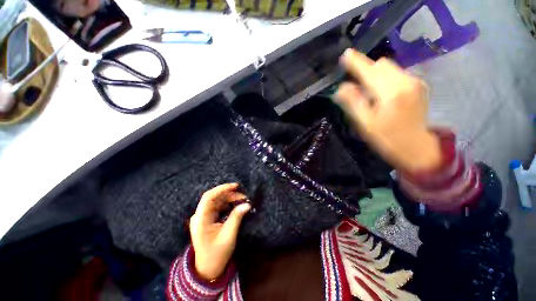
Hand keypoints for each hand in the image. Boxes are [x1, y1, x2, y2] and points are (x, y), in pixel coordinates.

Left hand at [189, 183, 250, 280]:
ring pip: (217, 201)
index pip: (209, 197)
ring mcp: (203, 217)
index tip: (235, 186)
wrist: (207, 269)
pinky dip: (228, 204)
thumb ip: (237, 217)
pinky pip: (218, 206)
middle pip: (214, 198)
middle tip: (244, 196)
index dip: (222, 189)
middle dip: (229, 194)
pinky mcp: (207, 219)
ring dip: (230, 198)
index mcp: (201, 219)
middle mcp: (199, 215)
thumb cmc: (217, 254)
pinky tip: (236, 205)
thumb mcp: (228, 235)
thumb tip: (247, 204)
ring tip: (242, 200)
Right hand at [335, 49, 440, 171]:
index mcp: (390, 93)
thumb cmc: (387, 138)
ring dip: (376, 75)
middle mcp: (405, 81)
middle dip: (366, 70)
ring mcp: (415, 82)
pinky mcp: (419, 85)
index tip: (345, 56)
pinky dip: (385, 79)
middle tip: (356, 85)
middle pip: (381, 64)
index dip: (356, 63)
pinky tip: (383, 94)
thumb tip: (340, 88)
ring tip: (370, 93)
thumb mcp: (365, 124)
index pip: (369, 71)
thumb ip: (353, 103)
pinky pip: (397, 73)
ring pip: (390, 67)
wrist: (417, 148)